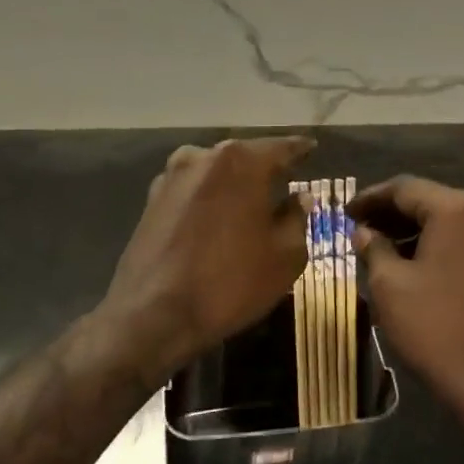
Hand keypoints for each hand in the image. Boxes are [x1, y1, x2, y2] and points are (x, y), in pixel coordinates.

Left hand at [102, 136, 313, 383]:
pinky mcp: (151, 200)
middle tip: (286, 180)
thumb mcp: (284, 256)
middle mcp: (204, 157)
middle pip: (245, 157)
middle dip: (266, 168)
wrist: (152, 315)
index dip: (301, 150)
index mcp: (241, 161)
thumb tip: (300, 198)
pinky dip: (210, 200)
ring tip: (251, 203)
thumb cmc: (230, 282)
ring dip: (235, 184)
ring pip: (216, 173)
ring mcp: (172, 177)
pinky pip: (193, 191)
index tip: (313, 148)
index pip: (282, 147)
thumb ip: (297, 218)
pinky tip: (217, 221)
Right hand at [349, 176, 463, 444]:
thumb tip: (364, 231)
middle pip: (432, 202)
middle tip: (360, 230)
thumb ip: (373, 249)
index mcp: (457, 208)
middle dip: (394, 215)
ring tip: (384, 251)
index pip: (404, 188)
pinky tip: (421, 266)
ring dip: (418, 232)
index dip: (370, 198)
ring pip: (453, 223)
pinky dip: (443, 247)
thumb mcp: (391, 287)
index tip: (345, 212)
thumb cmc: (438, 330)